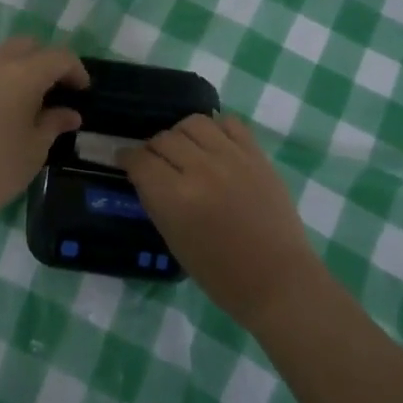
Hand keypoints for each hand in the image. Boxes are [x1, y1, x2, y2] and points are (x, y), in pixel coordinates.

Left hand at [0, 37, 88, 227]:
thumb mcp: (35, 149)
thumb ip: (54, 123)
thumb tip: (69, 114)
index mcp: (22, 75)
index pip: (58, 57)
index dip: (75, 69)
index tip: (82, 90)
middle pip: (26, 45)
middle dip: (44, 60)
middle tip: (53, 88)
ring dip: (14, 65)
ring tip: (21, 95)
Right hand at [121, 114, 324, 325]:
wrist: (277, 279)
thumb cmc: (221, 274)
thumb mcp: (174, 241)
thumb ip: (157, 201)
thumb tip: (145, 175)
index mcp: (174, 198)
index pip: (140, 160)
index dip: (127, 158)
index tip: (125, 160)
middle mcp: (200, 169)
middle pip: (163, 138)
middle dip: (153, 148)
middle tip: (156, 161)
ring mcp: (231, 157)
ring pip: (193, 123)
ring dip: (181, 134)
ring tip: (185, 149)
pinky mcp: (256, 154)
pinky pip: (229, 123)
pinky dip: (216, 129)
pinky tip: (214, 144)